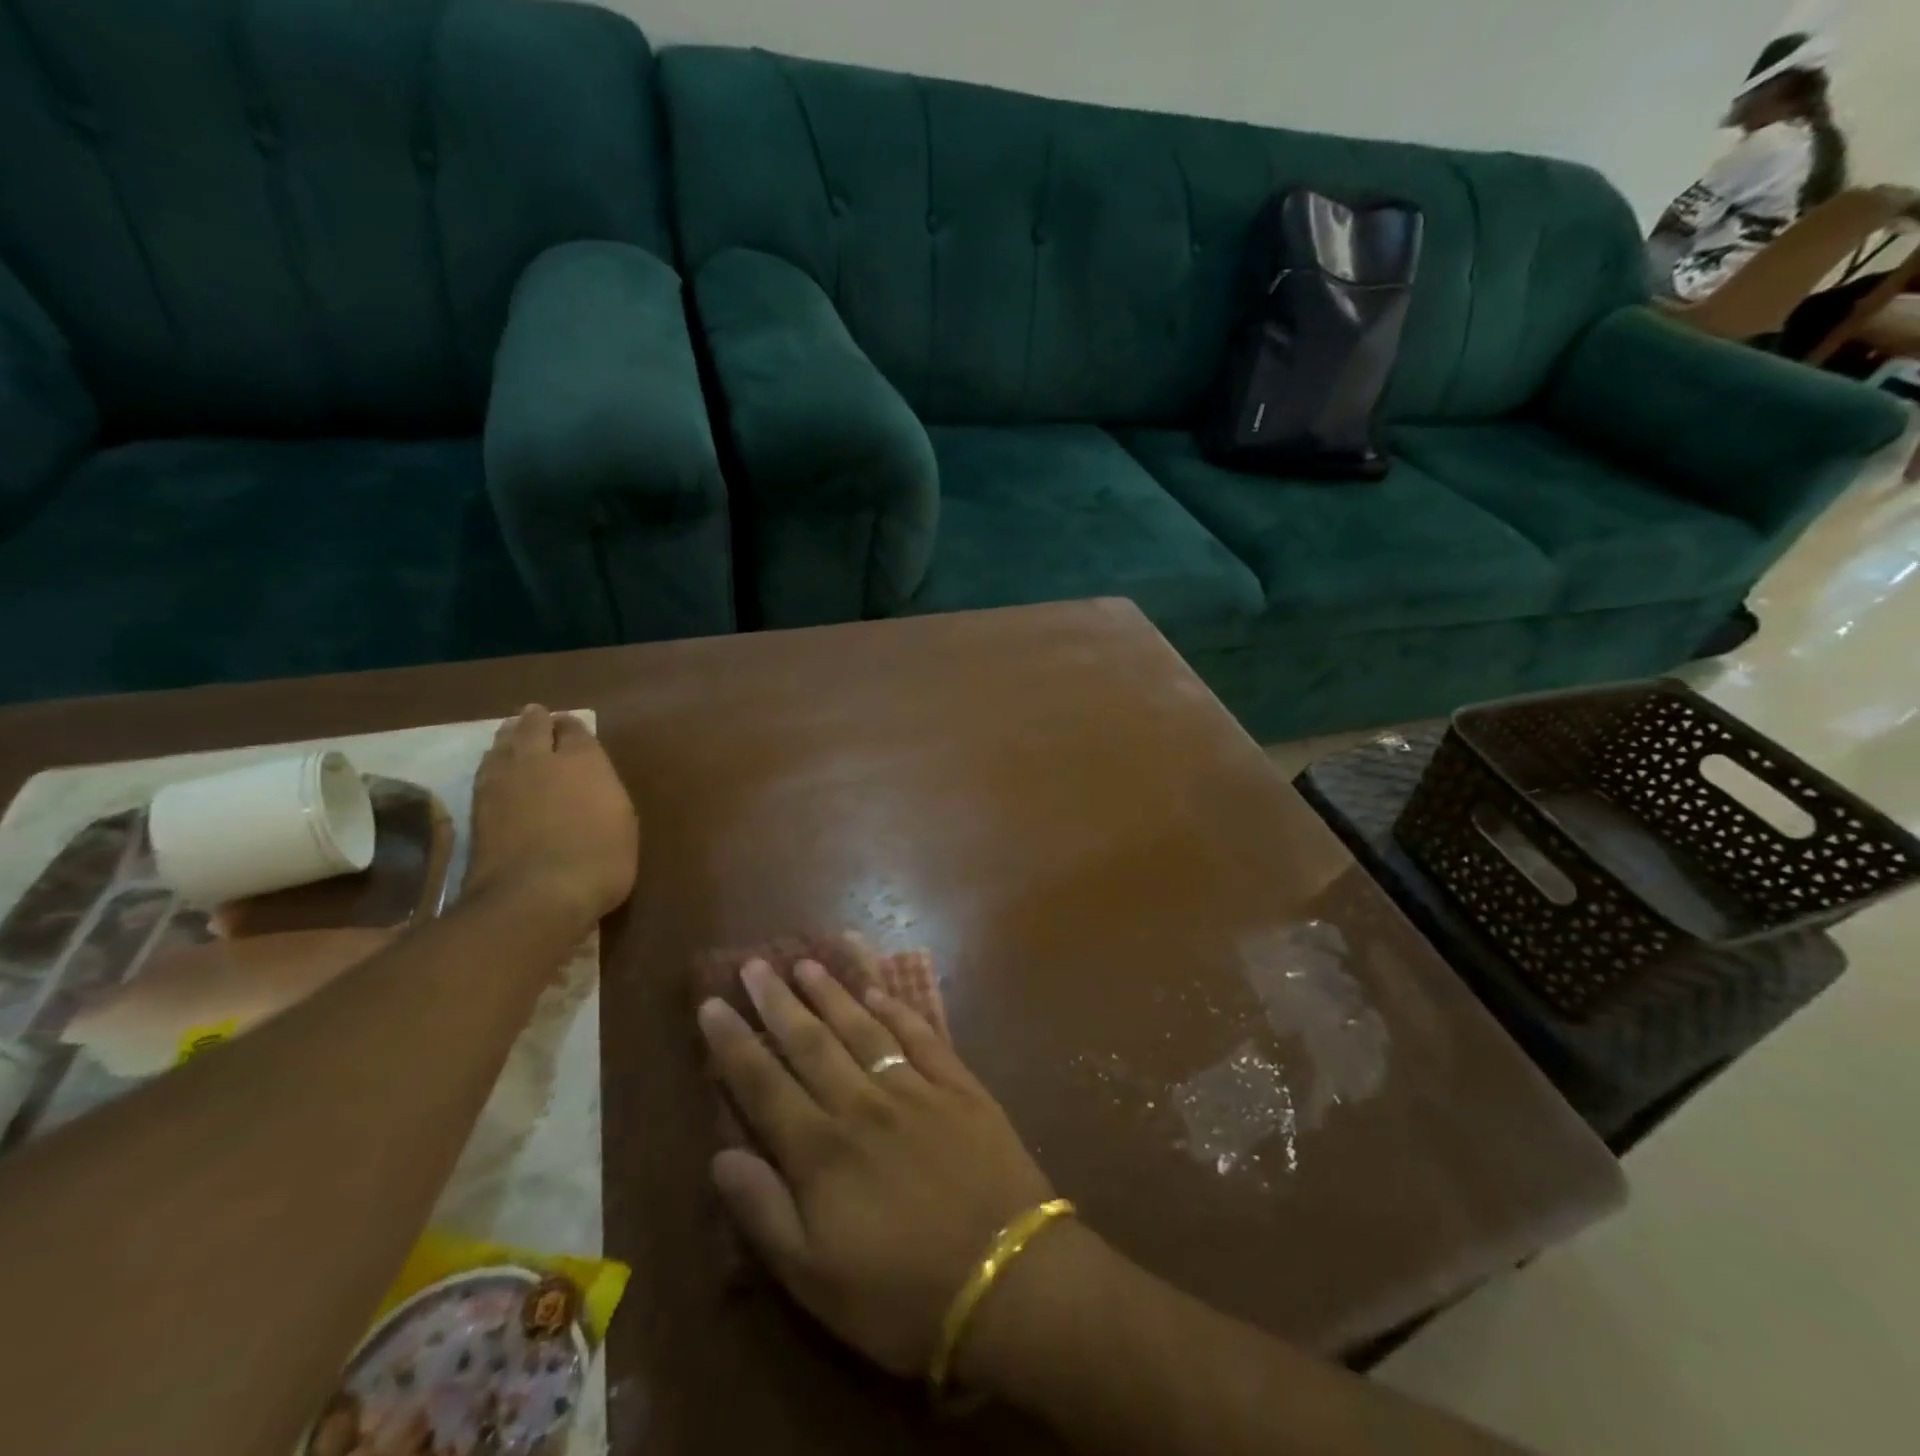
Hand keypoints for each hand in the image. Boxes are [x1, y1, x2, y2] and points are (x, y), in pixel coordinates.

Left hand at [466, 705, 638, 929]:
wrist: (537, 893)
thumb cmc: (600, 860)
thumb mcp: (622, 824)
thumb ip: (604, 794)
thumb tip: (591, 784)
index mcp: (585, 761)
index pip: (575, 730)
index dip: (573, 727)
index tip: (573, 728)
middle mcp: (542, 759)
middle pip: (534, 727)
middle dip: (537, 720)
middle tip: (537, 716)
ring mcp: (504, 780)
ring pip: (503, 743)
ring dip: (509, 735)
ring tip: (512, 732)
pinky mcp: (477, 804)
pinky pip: (485, 768)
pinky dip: (492, 760)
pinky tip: (494, 764)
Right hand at [699, 957, 1055, 1377]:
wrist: (1007, 1281)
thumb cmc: (901, 1295)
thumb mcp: (814, 1279)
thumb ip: (764, 1212)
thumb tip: (720, 1155)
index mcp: (821, 1152)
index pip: (763, 1084)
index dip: (733, 1043)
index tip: (711, 1004)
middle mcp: (862, 1105)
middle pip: (810, 1042)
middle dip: (777, 1002)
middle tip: (755, 965)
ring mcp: (914, 1089)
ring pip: (862, 1029)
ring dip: (832, 994)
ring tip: (806, 964)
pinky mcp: (959, 1086)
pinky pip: (921, 1036)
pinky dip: (897, 1010)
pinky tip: (879, 991)